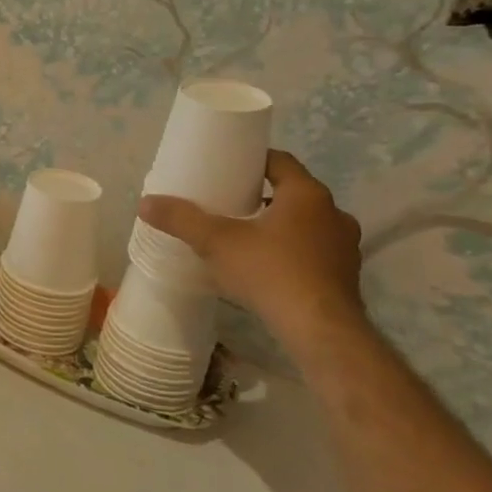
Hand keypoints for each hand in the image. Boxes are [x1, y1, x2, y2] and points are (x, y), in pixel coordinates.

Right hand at [138, 150, 366, 340]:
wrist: (319, 330)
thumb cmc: (270, 272)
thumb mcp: (216, 242)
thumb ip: (182, 219)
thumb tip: (145, 203)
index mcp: (307, 195)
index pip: (280, 161)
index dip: (252, 160)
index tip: (227, 168)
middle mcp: (333, 213)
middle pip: (292, 193)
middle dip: (262, 196)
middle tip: (229, 205)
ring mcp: (345, 246)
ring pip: (306, 224)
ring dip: (279, 226)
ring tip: (245, 238)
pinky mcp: (346, 275)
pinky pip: (314, 252)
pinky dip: (292, 252)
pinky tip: (266, 268)